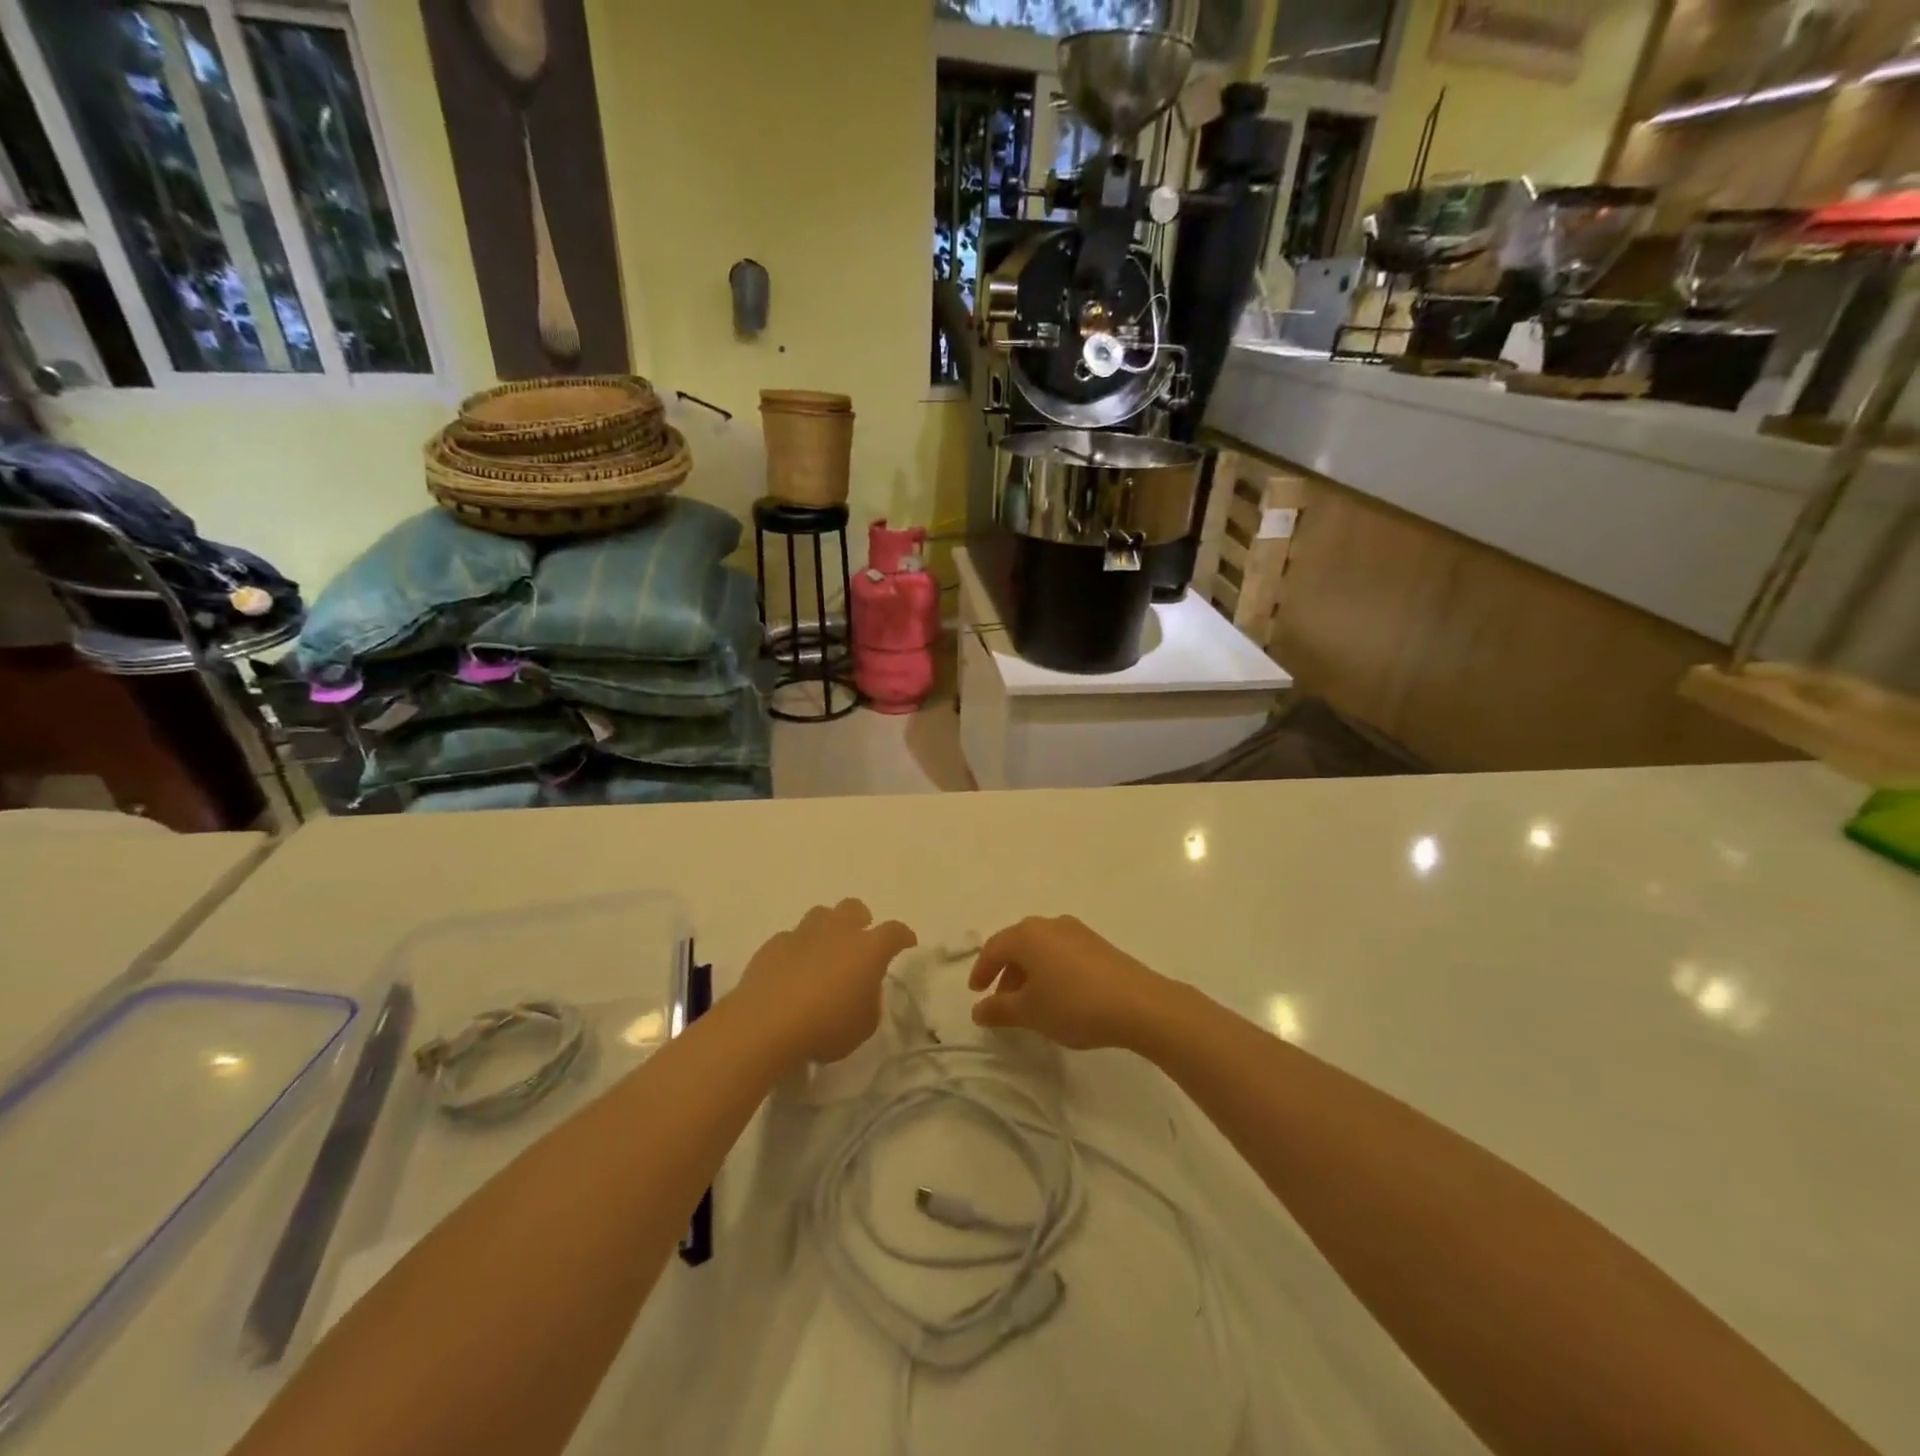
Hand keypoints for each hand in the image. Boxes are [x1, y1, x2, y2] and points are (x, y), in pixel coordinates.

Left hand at [738, 900, 916, 1064]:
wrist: (765, 1024)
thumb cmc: (826, 1027)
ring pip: (820, 915)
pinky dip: (796, 949)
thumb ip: (869, 1000)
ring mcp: (802, 934)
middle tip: (859, 943)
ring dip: (827, 929)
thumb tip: (861, 988)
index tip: (907, 942)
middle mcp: (837, 931)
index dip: (903, 936)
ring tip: (824, 953)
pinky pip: (790, 938)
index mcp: (868, 949)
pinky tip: (792, 970)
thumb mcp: (864, 1025)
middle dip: (861, 921)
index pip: (894, 931)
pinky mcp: (773, 945)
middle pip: (854, 908)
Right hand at [968, 915, 1170, 1050]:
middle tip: (1001, 1000)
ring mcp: (1077, 932)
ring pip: (1042, 949)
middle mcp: (1050, 924)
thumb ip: (999, 1010)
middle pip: (1018, 945)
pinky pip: (1062, 953)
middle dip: (1006, 972)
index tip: (976, 993)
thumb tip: (978, 1010)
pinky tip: (1059, 996)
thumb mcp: (1030, 1013)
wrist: (1138, 1004)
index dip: (981, 971)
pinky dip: (1051, 971)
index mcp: (1027, 935)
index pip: (994, 948)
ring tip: (1030, 1003)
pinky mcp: (1098, 944)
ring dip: (1029, 973)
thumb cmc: (1073, 1005)